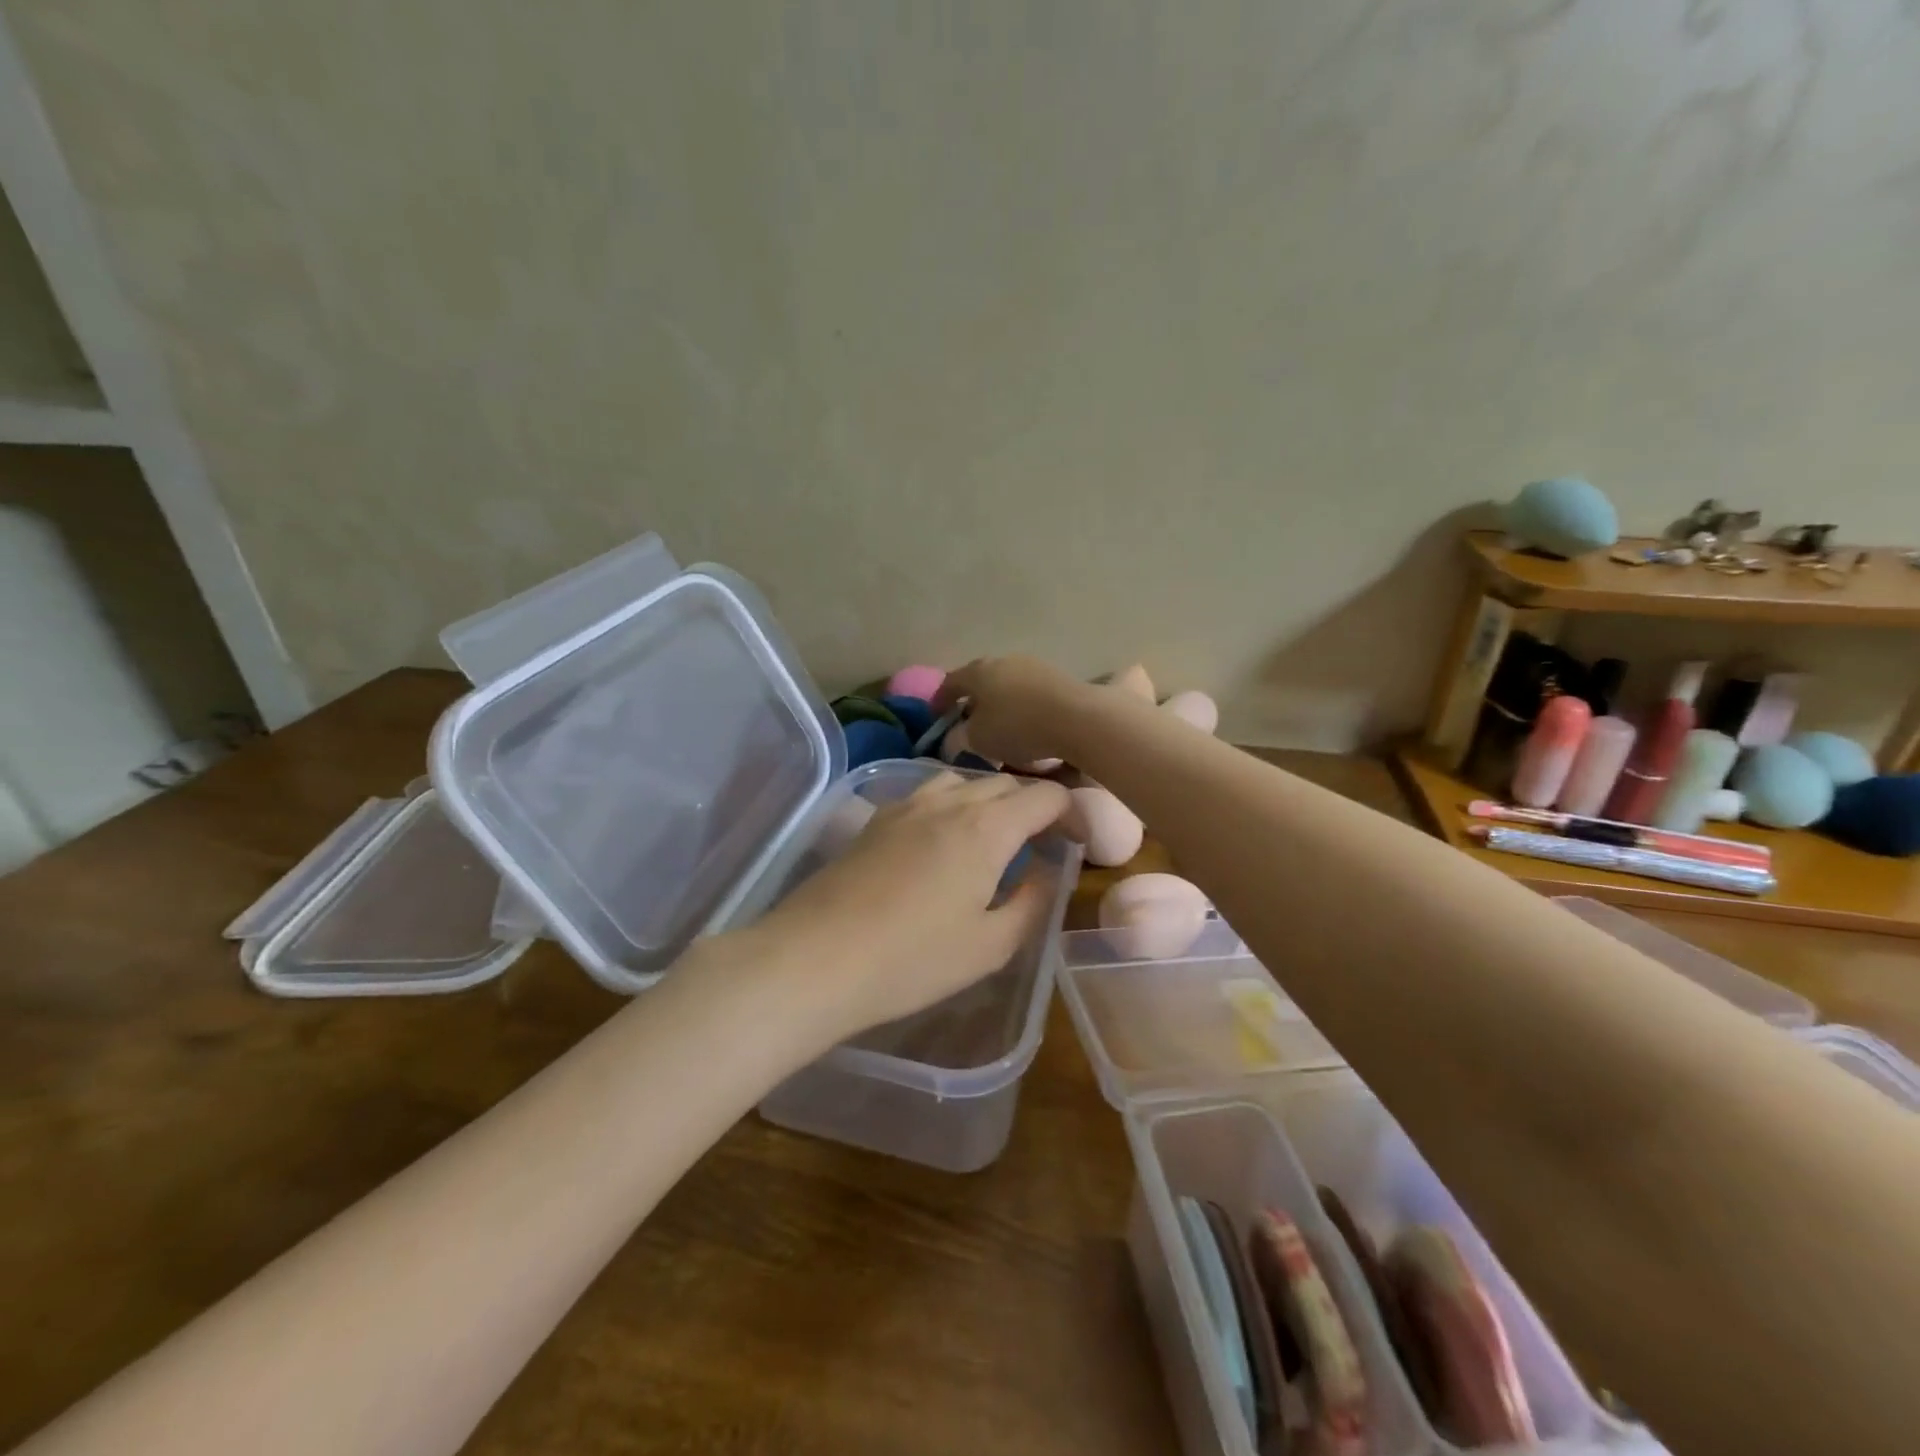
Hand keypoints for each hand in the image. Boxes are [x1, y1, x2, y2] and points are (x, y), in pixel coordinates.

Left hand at [743, 771, 1072, 1045]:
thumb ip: (1031, 903)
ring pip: (962, 781)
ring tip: (991, 838)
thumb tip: (1047, 874)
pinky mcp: (875, 818)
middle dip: (1032, 806)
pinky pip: (926, 793)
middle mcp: (949, 802)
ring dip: (988, 800)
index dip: (1071, 814)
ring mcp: (906, 805)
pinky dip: (950, 804)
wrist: (816, 958)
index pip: (1045, 795)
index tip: (1075, 843)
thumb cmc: (913, 959)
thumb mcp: (990, 945)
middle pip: (1005, 783)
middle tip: (1040, 845)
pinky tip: (941, 842)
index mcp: (987, 827)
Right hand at [934, 656, 1103, 768]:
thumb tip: (956, 735)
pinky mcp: (1059, 678)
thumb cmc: (1017, 728)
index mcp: (978, 671)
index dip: (939, 701)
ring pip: (1007, 685)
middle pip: (981, 680)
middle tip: (967, 721)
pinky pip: (1030, 694)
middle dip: (973, 701)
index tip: (935, 718)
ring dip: (1000, 703)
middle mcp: (1004, 661)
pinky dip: (1023, 708)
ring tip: (999, 727)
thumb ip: (960, 736)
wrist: (1078, 719)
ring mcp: (1034, 666)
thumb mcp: (978, 740)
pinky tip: (1027, 725)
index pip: (950, 683)